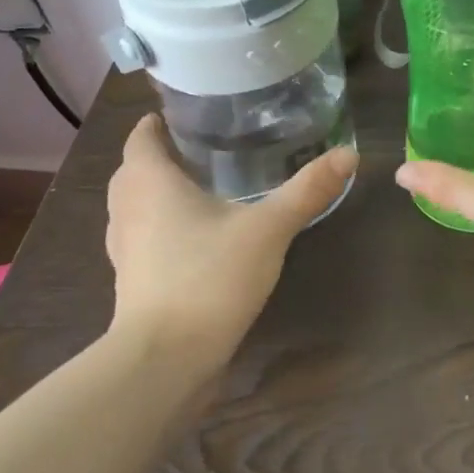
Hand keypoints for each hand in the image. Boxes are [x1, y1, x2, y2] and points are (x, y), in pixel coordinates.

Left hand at [105, 115, 356, 365]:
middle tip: (202, 148)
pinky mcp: (131, 280)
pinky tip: (194, 237)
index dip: (158, 122)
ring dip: (156, 192)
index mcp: (150, 182)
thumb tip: (350, 153)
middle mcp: (127, 209)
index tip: (187, 114)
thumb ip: (307, 190)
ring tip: (199, 187)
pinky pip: (141, 237)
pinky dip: (159, 226)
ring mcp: (123, 248)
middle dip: (160, 156)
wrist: (166, 358)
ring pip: (134, 205)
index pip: (142, 136)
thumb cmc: (209, 277)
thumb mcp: (268, 229)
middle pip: (133, 169)